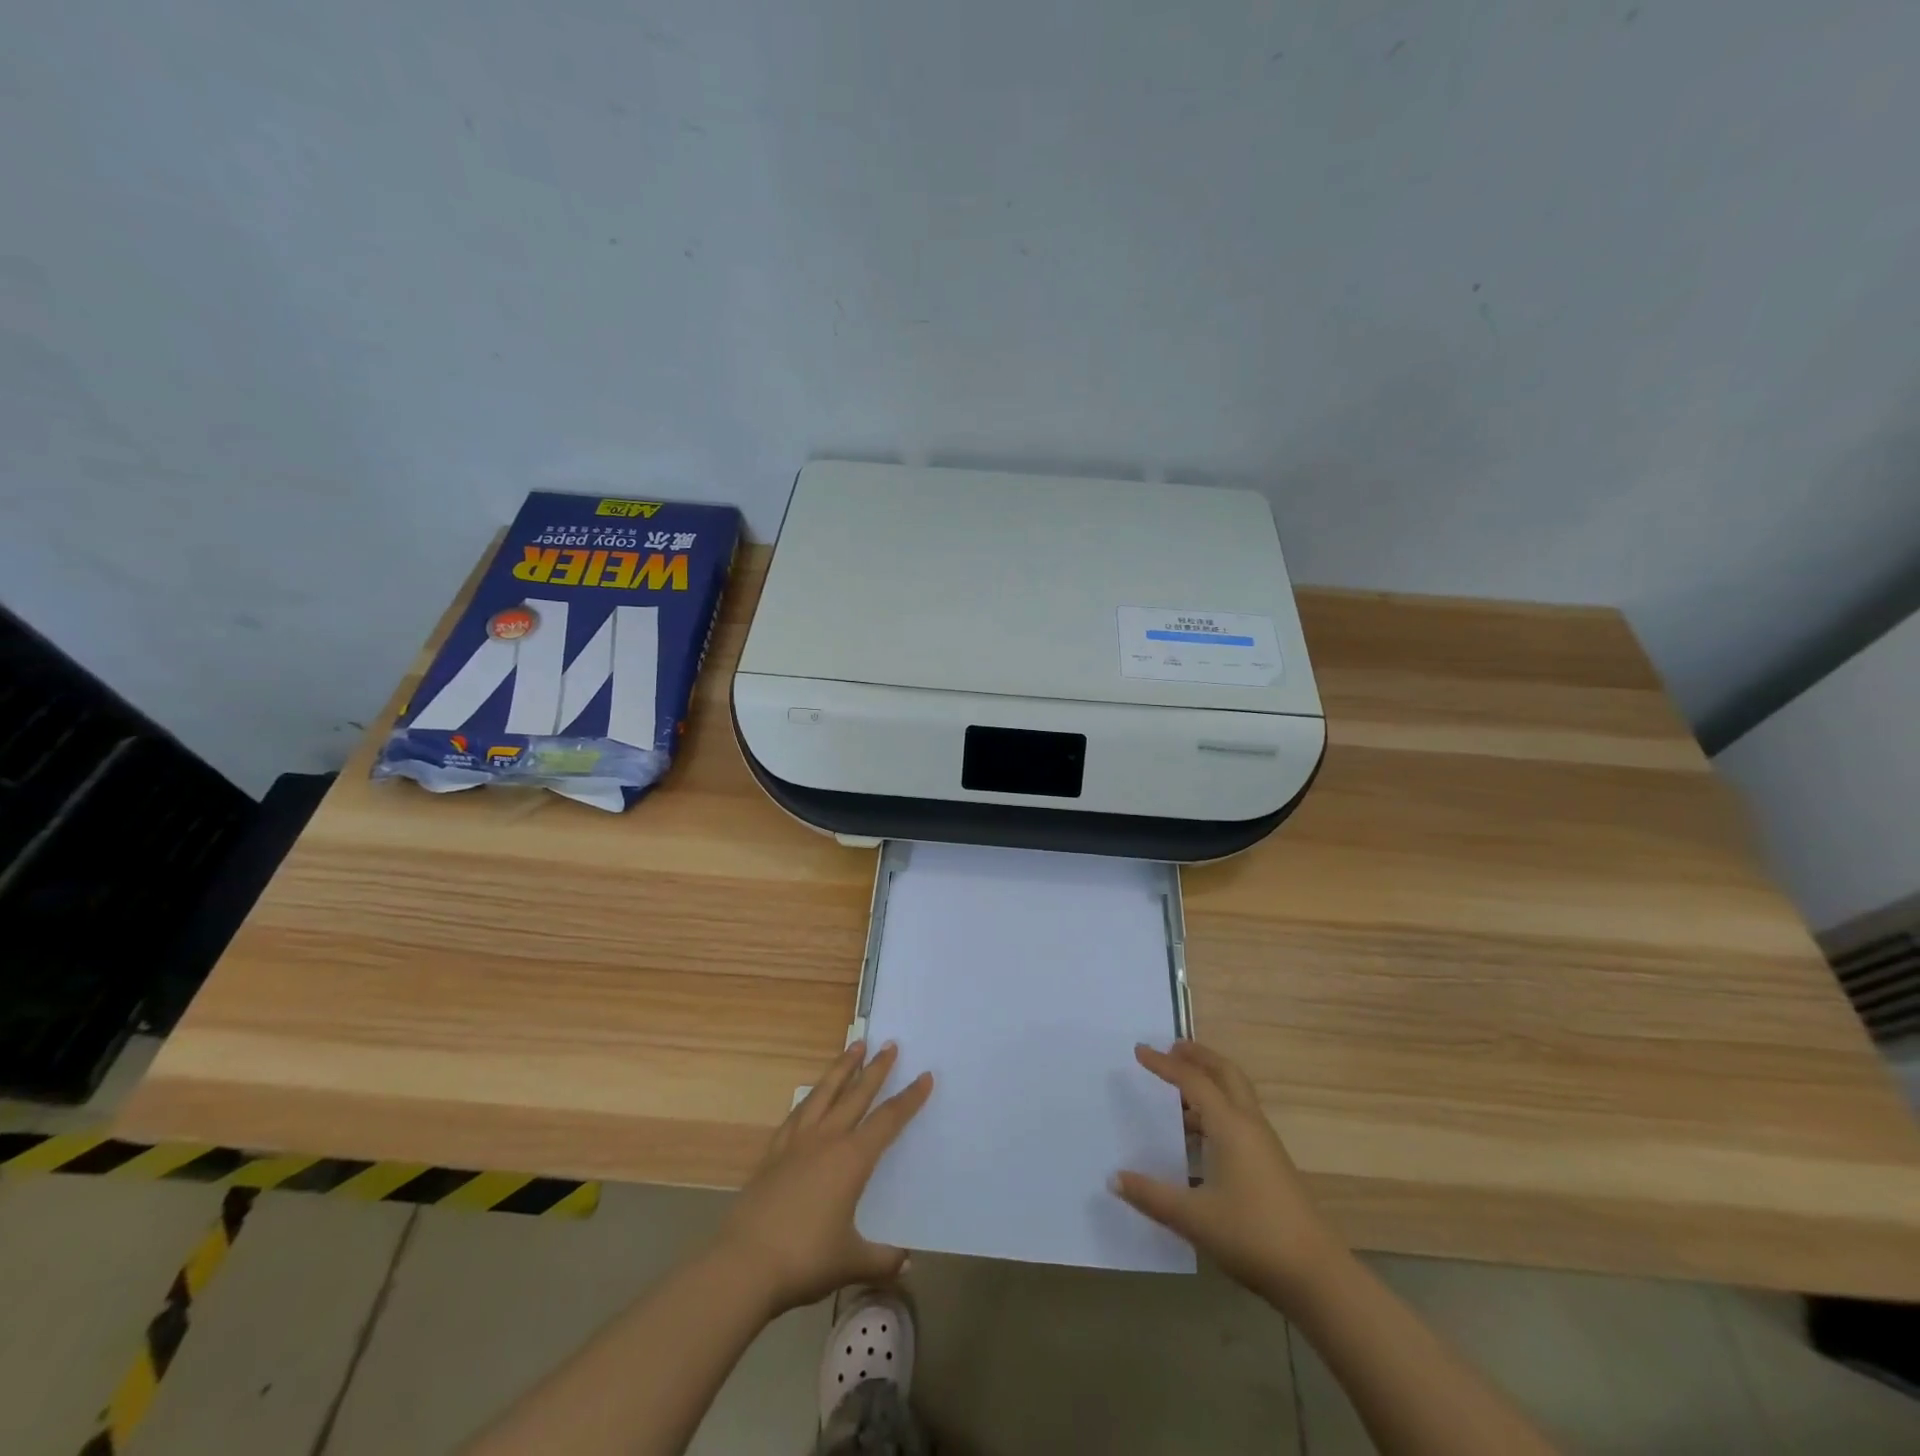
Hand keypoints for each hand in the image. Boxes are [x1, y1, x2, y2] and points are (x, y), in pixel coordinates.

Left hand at [715, 1041, 932, 1315]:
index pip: (888, 1121)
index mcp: (852, 1160)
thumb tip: (907, 1264)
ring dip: (842, 1067)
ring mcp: (797, 1142)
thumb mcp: (851, 1262)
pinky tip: (813, 1094)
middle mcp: (827, 1140)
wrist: (744, 1264)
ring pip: (825, 1092)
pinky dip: (811, 1096)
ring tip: (855, 1046)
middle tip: (890, 1044)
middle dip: (876, 1069)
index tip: (925, 1076)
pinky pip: (797, 1113)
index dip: (909, 1099)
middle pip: (857, 1095)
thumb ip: (882, 1260)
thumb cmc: (804, 1260)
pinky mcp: (773, 1152)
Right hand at [1114, 1040, 1342, 1303]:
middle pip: (1226, 1073)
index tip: (1139, 1050)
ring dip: (1209, 1083)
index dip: (1164, 1064)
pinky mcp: (1272, 1165)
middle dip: (1199, 1056)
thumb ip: (1151, 1196)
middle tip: (1172, 1048)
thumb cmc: (1252, 1236)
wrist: (1317, 1276)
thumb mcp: (1193, 1218)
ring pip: (1236, 1096)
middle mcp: (1249, 1126)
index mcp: (1230, 1126)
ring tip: (1179, 1092)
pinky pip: (1240, 1119)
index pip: (1192, 1081)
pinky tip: (1201, 1138)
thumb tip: (1114, 1178)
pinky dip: (1218, 1110)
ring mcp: (1265, 1145)